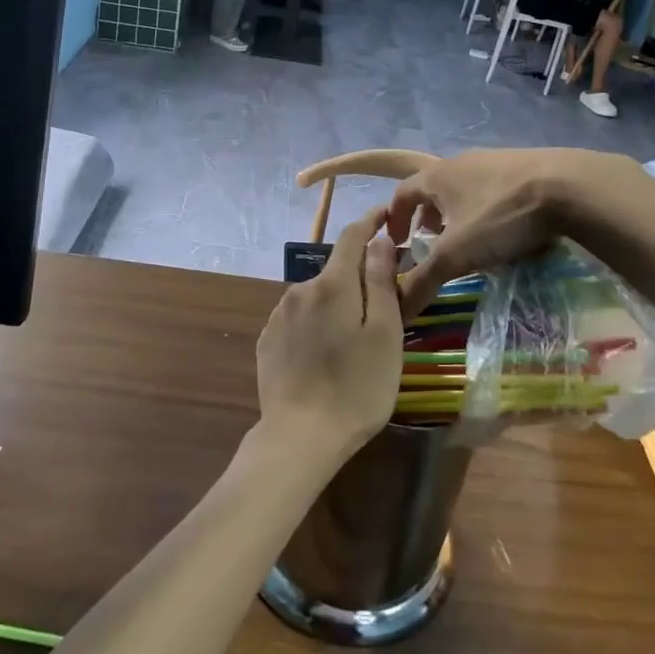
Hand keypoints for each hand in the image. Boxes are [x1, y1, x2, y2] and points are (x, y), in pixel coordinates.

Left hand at [255, 210, 403, 459]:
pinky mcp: (267, 341)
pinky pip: (299, 319)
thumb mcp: (384, 334)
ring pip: (316, 296)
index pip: (352, 236)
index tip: (386, 216)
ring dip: (335, 303)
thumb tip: (377, 240)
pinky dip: (315, 324)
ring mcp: (278, 316)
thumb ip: (381, 282)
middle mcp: (299, 290)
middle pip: (335, 270)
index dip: (370, 222)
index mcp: (332, 284)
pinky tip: (324, 354)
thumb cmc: (356, 387)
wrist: (299, 437)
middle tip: (382, 304)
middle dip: (358, 277)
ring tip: (353, 338)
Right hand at [387, 148, 644, 310]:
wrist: (569, 186)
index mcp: (438, 175)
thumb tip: (396, 311)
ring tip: (468, 239)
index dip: (393, 217)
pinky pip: (495, 188)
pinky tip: (506, 230)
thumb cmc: (500, 216)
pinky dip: (488, 209)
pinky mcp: (527, 166)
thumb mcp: (456, 254)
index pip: (402, 193)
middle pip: (434, 188)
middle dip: (427, 216)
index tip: (395, 242)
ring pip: (466, 187)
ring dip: (458, 212)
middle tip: (430, 243)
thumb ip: (423, 280)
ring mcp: (496, 160)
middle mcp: (462, 162)